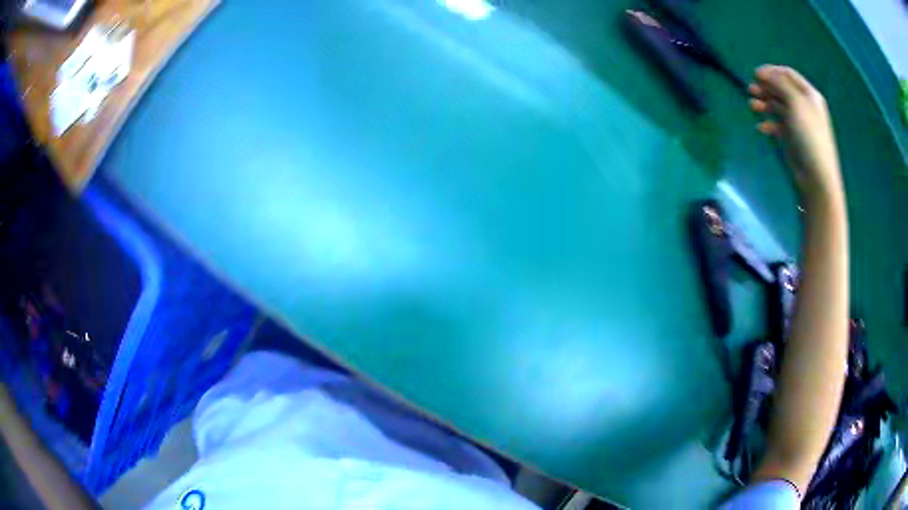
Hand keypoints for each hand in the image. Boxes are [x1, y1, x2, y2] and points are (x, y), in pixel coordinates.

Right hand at [749, 65, 842, 206]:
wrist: (817, 176)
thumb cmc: (810, 136)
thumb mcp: (796, 103)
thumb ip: (779, 84)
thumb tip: (761, 72)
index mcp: (809, 94)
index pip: (787, 74)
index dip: (771, 71)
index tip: (755, 74)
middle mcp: (804, 105)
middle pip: (781, 89)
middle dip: (765, 87)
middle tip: (750, 90)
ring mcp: (799, 122)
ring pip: (778, 106)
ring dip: (764, 104)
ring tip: (752, 107)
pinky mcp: (793, 138)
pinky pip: (778, 125)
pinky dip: (769, 124)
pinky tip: (761, 128)